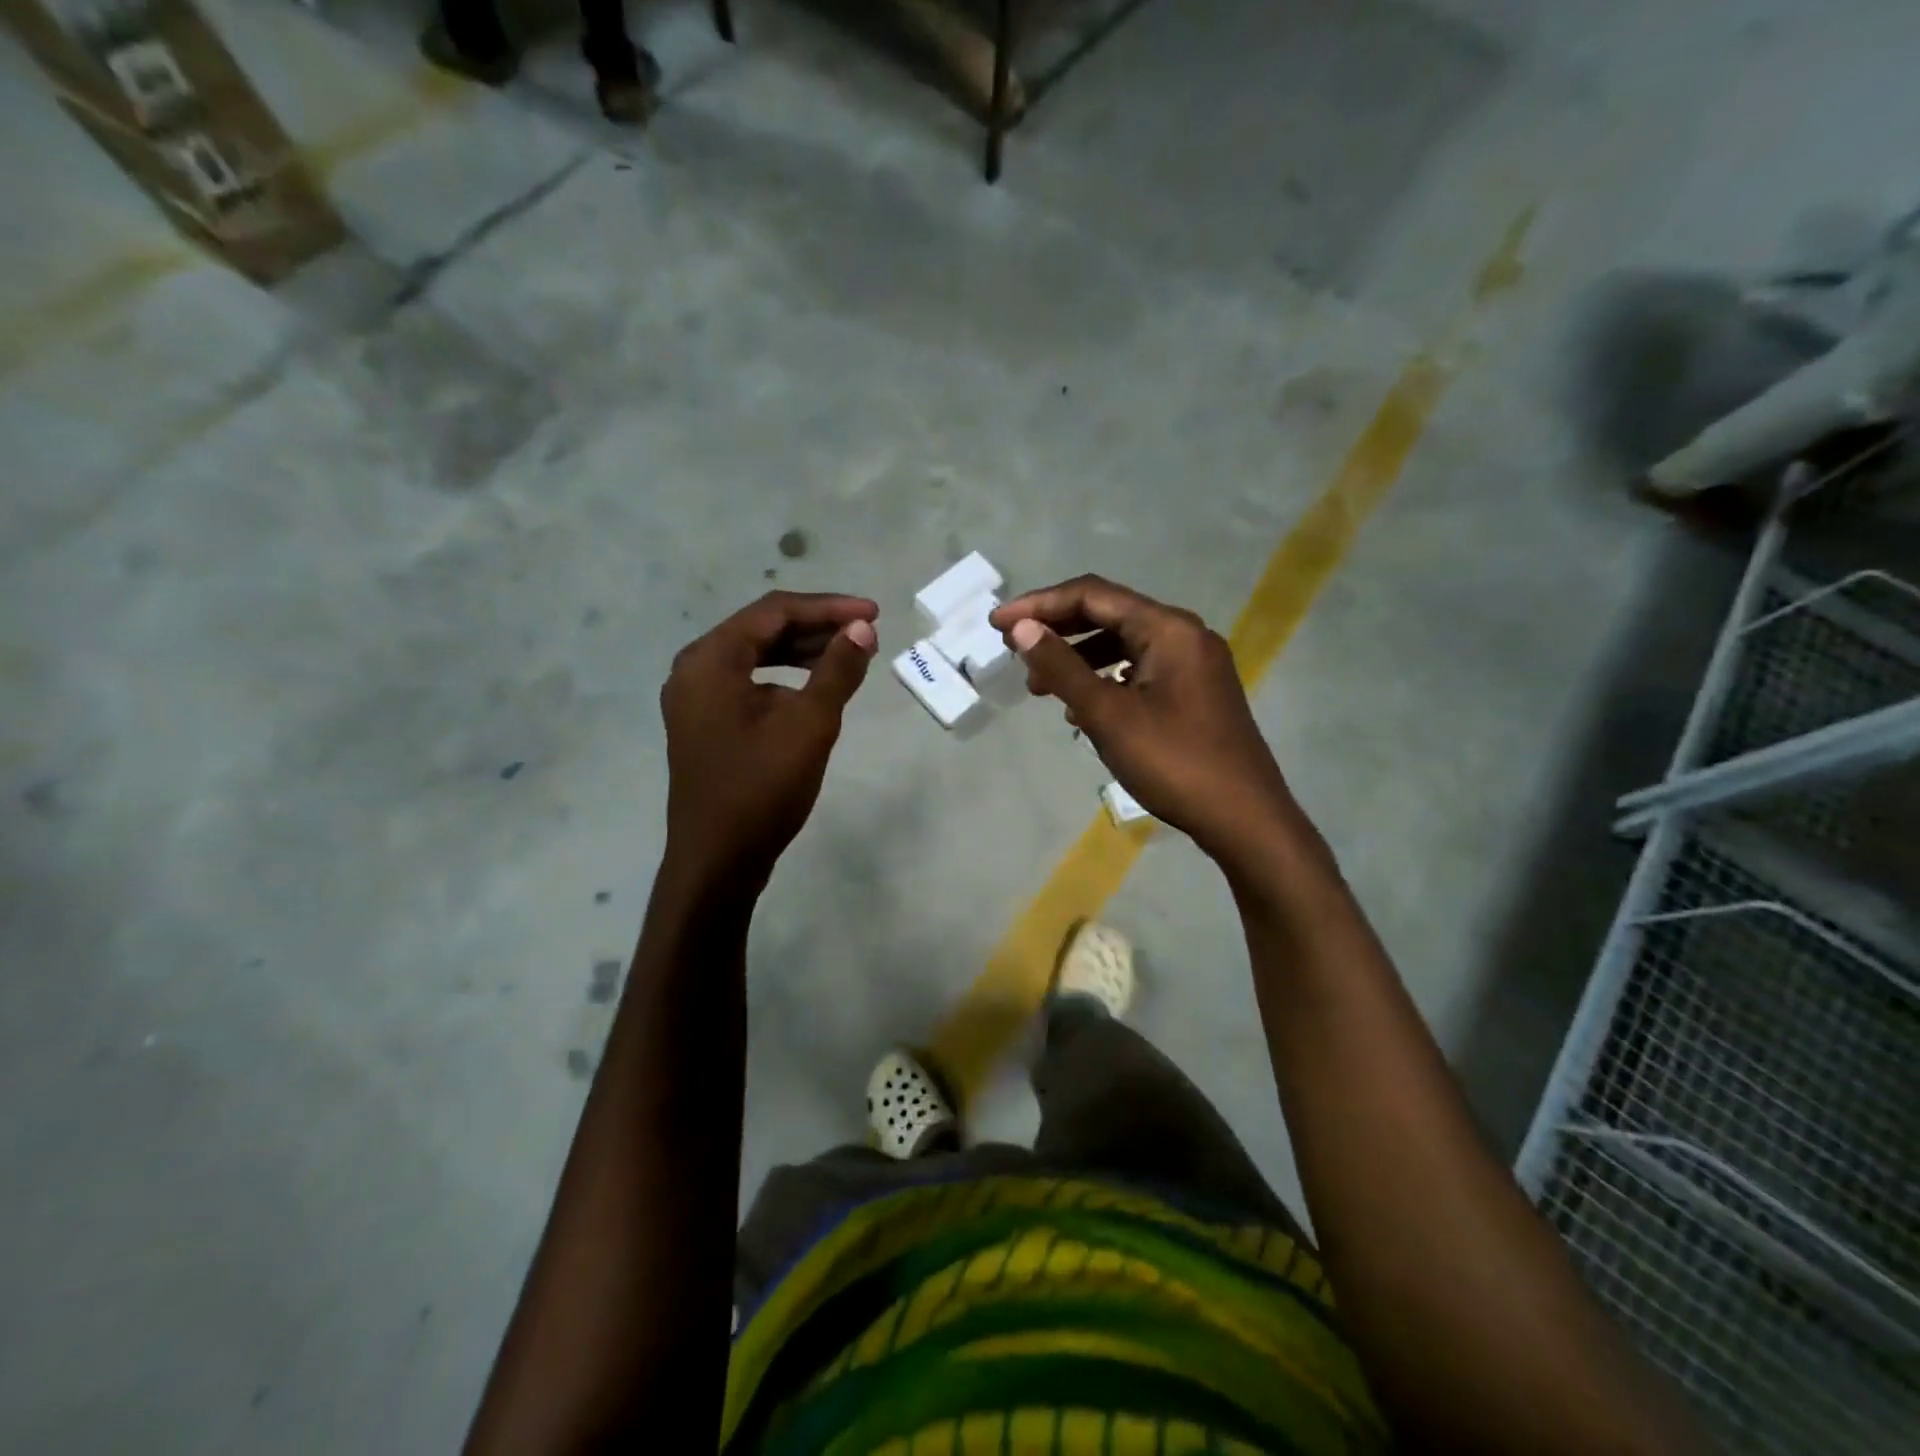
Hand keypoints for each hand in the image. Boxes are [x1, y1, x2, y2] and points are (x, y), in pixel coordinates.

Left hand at [661, 591, 877, 887]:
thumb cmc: (761, 789)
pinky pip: (748, 683)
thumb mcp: (809, 725)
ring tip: (848, 657)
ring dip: (802, 652)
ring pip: (755, 657)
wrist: (718, 861)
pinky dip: (784, 680)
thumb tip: (862, 629)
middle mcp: (695, 670)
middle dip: (816, 627)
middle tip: (865, 634)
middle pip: (762, 629)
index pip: (775, 611)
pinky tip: (815, 690)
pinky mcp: (705, 724)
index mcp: (710, 660)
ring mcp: (696, 699)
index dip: (829, 607)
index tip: (874, 614)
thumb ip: (837, 670)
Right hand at [991, 576, 1296, 861]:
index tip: (997, 623)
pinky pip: (1139, 672)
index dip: (1039, 605)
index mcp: (1168, 628)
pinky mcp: (1194, 693)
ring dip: (1078, 659)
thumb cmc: (1173, 762)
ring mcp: (1193, 665)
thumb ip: (1062, 667)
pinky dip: (1105, 680)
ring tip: (1041, 688)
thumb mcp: (1108, 715)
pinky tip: (1082, 710)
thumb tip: (1021, 628)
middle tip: (1014, 650)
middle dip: (1058, 630)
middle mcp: (1184, 635)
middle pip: (1109, 615)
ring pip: (1123, 646)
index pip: (1092, 595)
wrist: (1244, 818)